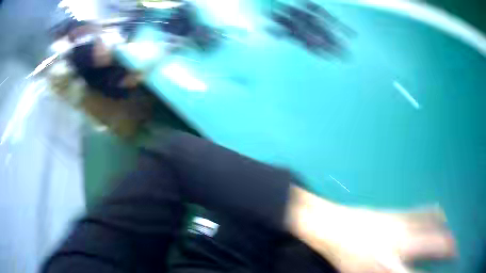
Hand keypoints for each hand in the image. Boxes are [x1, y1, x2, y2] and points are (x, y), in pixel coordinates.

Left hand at [287, 187, 455, 272]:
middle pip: (438, 241)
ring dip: (447, 231)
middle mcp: (404, 238)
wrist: (331, 226)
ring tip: (451, 239)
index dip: (437, 269)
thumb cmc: (344, 256)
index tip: (448, 265)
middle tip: (455, 252)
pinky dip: (437, 216)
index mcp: (392, 260)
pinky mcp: (399, 210)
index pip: (422, 269)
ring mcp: (403, 220)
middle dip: (450, 247)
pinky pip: (425, 211)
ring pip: (435, 222)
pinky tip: (440, 218)